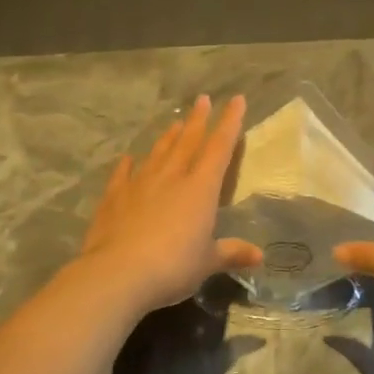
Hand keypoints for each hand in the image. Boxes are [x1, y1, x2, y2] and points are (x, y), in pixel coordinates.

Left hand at [76, 94, 262, 313]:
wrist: (117, 274)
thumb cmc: (173, 266)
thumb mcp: (207, 262)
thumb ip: (231, 253)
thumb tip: (259, 255)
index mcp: (200, 188)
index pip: (219, 147)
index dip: (230, 123)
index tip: (236, 100)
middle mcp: (172, 177)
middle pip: (188, 141)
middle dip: (198, 120)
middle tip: (203, 99)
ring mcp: (140, 184)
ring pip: (158, 152)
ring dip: (169, 136)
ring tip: (176, 122)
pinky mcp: (114, 198)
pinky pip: (123, 175)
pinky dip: (127, 165)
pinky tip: (128, 158)